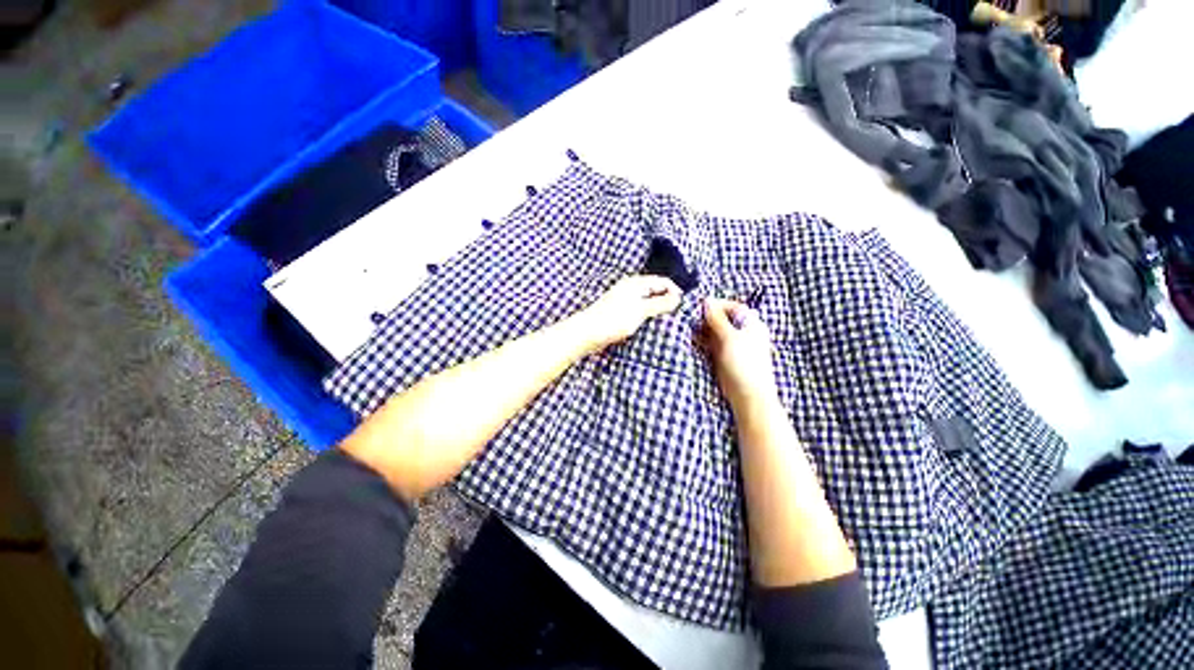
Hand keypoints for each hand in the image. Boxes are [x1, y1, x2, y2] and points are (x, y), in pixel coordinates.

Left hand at [574, 275, 681, 351]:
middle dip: (667, 300)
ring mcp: (624, 298)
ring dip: (657, 308)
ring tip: (664, 320)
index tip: (683, 307)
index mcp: (636, 283)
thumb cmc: (614, 320)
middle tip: (676, 315)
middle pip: (655, 289)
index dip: (675, 292)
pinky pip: (639, 308)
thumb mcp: (641, 311)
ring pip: (647, 299)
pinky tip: (649, 323)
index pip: (663, 281)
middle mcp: (630, 287)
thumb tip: (678, 297)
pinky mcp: (619, 310)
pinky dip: (647, 313)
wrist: (587, 332)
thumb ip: (660, 303)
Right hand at [698, 298, 778, 407]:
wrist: (748, 393)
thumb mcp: (730, 337)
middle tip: (692, 317)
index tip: (701, 305)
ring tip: (690, 327)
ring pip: (716, 330)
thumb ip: (717, 319)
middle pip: (723, 318)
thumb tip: (707, 300)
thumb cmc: (744, 363)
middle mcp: (742, 332)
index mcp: (751, 324)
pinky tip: (693, 338)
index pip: (733, 307)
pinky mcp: (724, 355)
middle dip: (708, 317)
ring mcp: (732, 344)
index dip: (717, 305)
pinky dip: (703, 339)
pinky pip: (711, 342)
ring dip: (703, 328)